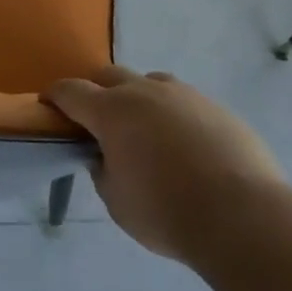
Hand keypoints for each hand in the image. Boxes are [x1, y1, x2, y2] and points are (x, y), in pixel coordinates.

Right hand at [43, 66, 285, 261]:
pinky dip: (173, 116)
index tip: (49, 104)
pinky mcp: (216, 106)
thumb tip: (106, 156)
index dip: (55, 96)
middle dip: (96, 91)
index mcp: (112, 111)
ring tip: (145, 132)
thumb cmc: (166, 211)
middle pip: (109, 75)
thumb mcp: (116, 202)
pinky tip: (184, 147)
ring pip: (150, 83)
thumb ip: (103, 171)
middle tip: (96, 120)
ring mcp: (184, 94)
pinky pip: (183, 102)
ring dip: (138, 98)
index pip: (71, 91)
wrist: (242, 215)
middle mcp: (145, 91)